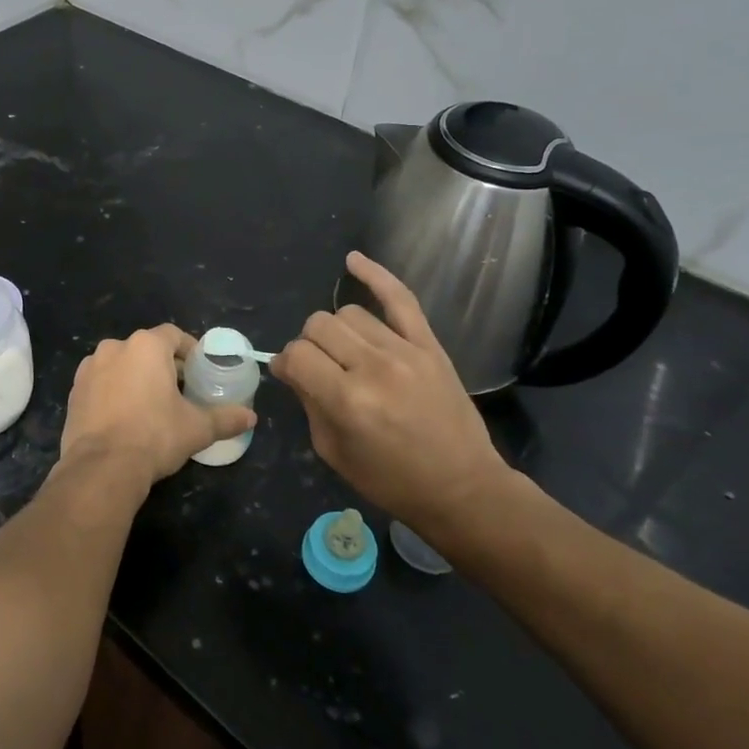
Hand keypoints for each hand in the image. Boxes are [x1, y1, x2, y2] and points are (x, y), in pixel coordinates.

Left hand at [56, 325, 255, 504]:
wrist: (102, 467)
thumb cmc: (155, 436)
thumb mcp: (197, 428)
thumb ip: (225, 418)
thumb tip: (251, 417)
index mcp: (146, 346)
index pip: (173, 335)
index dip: (189, 350)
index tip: (199, 372)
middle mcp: (114, 347)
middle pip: (146, 349)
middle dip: (163, 366)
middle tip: (180, 392)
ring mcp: (89, 368)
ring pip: (121, 365)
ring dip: (136, 378)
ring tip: (151, 406)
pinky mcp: (74, 391)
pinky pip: (101, 383)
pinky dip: (114, 393)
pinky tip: (124, 418)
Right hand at [271, 252, 508, 529]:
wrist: (463, 487)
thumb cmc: (391, 481)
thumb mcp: (333, 452)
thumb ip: (307, 402)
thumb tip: (289, 367)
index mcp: (347, 401)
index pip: (296, 355)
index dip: (285, 364)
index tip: (290, 376)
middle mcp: (373, 367)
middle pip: (318, 326)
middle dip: (308, 345)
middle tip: (319, 369)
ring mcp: (404, 351)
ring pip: (349, 313)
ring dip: (337, 331)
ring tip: (346, 353)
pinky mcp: (429, 344)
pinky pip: (400, 297)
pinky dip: (375, 275)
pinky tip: (353, 261)